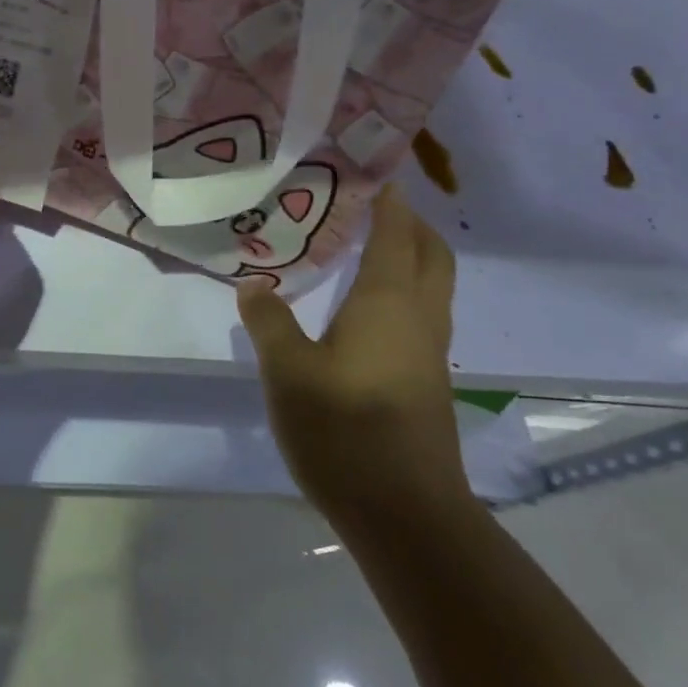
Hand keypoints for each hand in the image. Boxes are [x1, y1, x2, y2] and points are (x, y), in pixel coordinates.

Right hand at [236, 184, 467, 515]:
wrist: (406, 515)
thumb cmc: (344, 429)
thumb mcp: (287, 371)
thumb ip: (268, 321)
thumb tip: (254, 284)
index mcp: (388, 302)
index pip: (396, 233)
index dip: (389, 200)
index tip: (374, 171)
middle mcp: (419, 318)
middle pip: (431, 255)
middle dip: (412, 224)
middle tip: (374, 205)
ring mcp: (429, 353)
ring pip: (433, 287)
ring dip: (412, 256)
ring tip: (369, 245)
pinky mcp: (427, 383)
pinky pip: (423, 314)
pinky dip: (405, 290)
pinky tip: (367, 308)